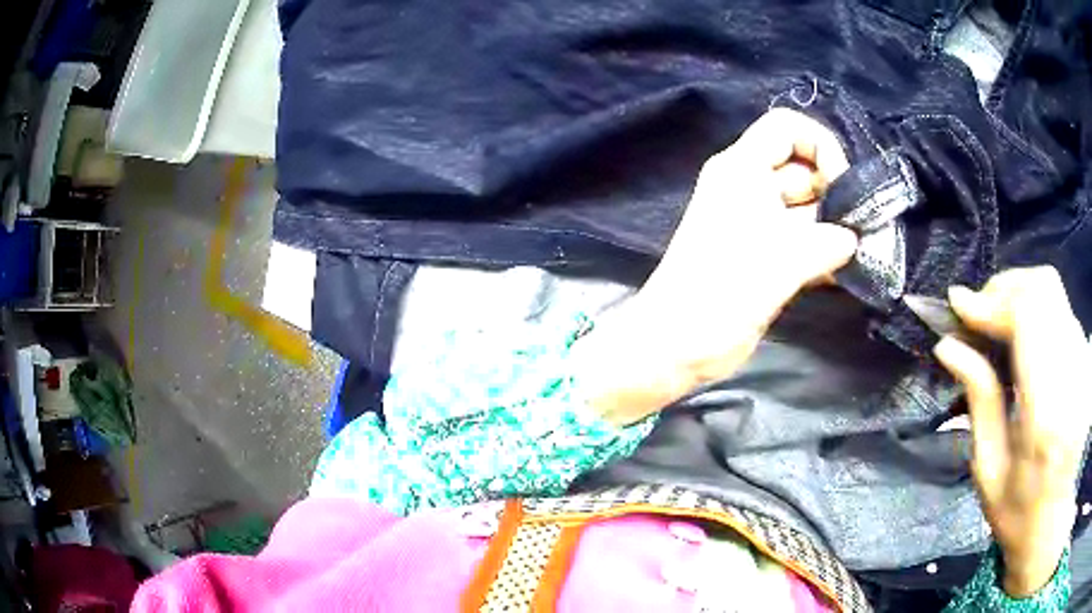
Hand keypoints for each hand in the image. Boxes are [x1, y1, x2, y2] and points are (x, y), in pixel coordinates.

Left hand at [573, 108, 858, 425]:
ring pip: (807, 209)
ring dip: (833, 228)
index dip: (820, 145)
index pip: (787, 128)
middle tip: (860, 230)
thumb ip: (827, 242)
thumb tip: (854, 239)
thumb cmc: (722, 292)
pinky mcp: (764, 256)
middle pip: (803, 170)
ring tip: (855, 255)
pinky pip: (802, 241)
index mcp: (742, 169)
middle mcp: (750, 188)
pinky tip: (839, 274)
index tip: (842, 185)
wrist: (677, 346)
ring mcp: (757, 224)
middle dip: (834, 195)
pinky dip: (822, 252)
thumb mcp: (782, 260)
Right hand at [933, 267, 1091, 596]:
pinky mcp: (1086, 359)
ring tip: (995, 323)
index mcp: (1047, 415)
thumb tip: (948, 346)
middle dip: (1004, 289)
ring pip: (1053, 291)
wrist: (1053, 524)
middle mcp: (1073, 376)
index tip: (958, 305)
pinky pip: (1061, 310)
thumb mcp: (989, 471)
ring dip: (1019, 295)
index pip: (1028, 318)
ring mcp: (1084, 364)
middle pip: (1043, 289)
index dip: (991, 301)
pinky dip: (1035, 309)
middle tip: (976, 313)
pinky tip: (1021, 336)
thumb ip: (979, 400)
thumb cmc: (1018, 513)